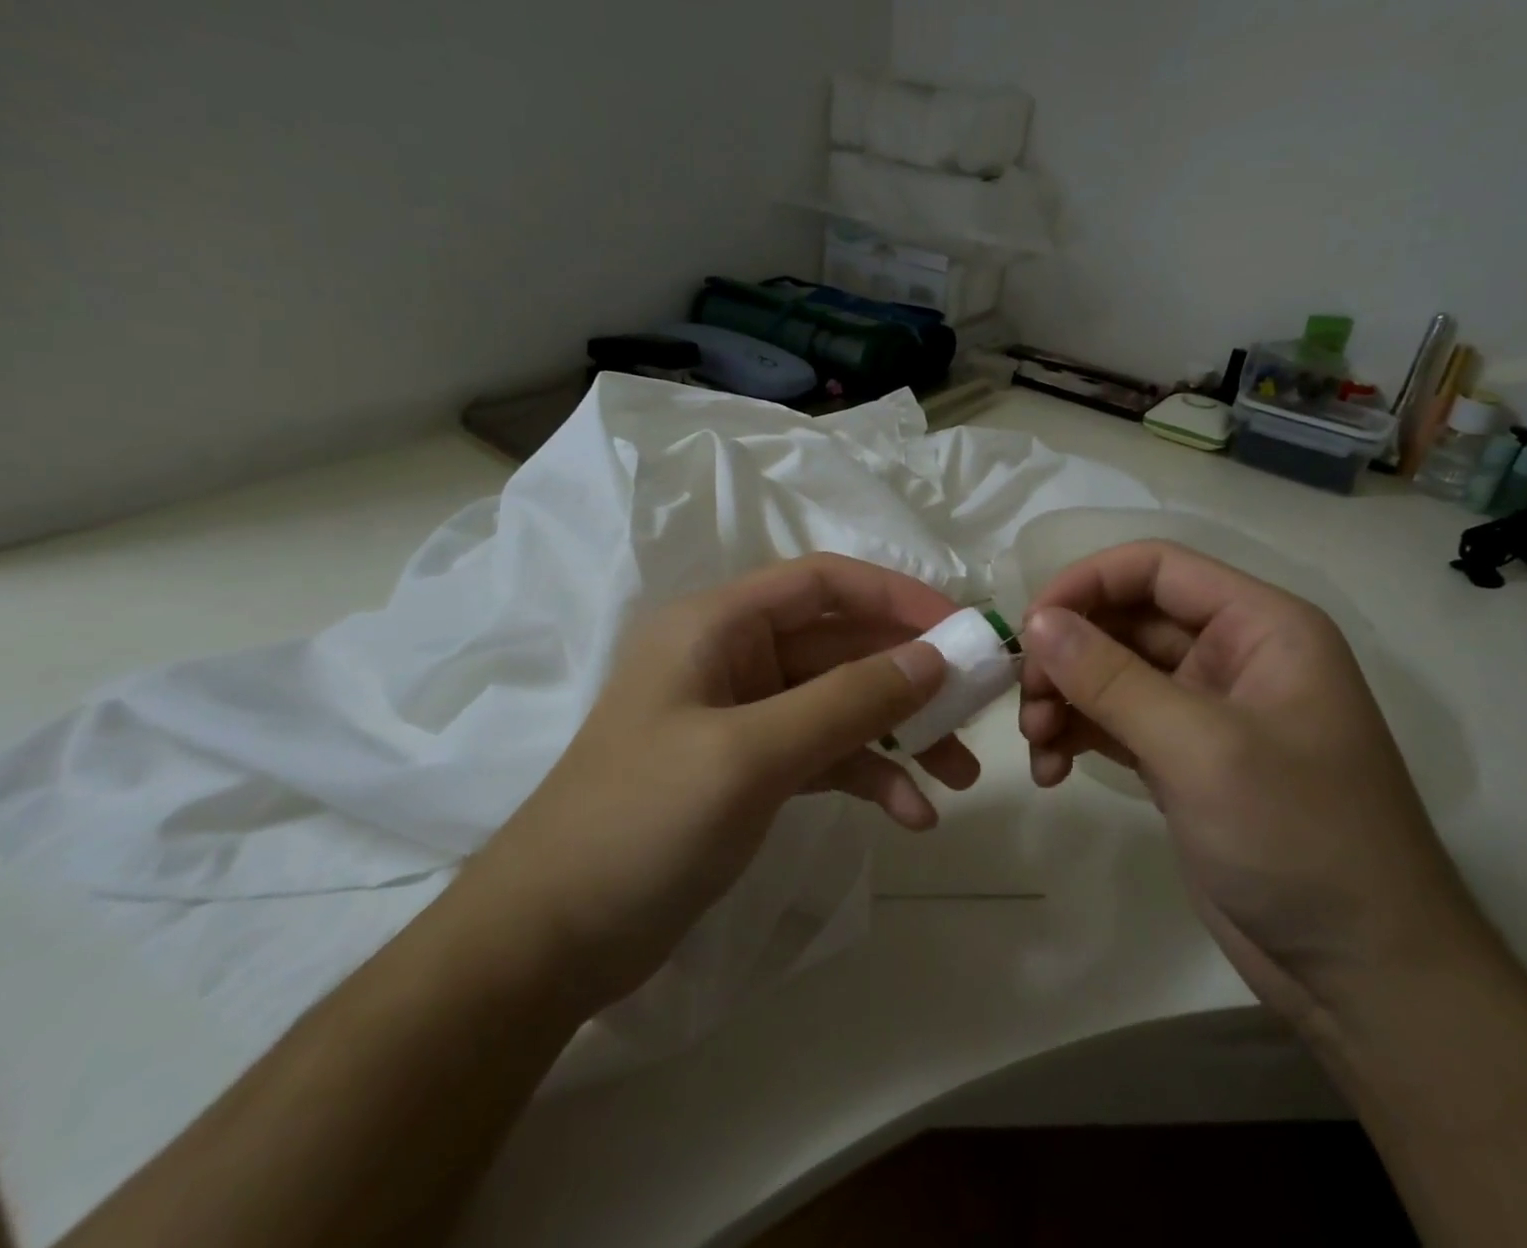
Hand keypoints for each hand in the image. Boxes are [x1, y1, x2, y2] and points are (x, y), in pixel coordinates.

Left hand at [460, 555, 979, 1009]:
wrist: (548, 942)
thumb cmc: (640, 824)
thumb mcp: (751, 754)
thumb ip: (848, 701)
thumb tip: (935, 658)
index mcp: (718, 625)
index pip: (824, 583)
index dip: (896, 595)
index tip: (961, 628)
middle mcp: (733, 657)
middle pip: (842, 644)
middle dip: (911, 677)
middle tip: (977, 709)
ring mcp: (744, 716)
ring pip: (842, 703)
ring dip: (900, 734)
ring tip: (960, 776)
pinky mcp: (752, 769)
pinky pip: (826, 754)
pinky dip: (870, 776)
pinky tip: (912, 816)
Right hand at [1019, 541, 1488, 1027]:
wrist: (1363, 977)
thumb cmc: (1299, 839)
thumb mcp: (1200, 748)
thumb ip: (1111, 677)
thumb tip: (1035, 620)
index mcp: (1260, 626)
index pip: (1156, 567)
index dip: (1087, 583)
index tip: (1030, 627)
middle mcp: (1232, 655)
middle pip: (1126, 619)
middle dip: (1068, 654)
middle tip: (1025, 702)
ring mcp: (1206, 710)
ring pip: (1112, 672)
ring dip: (1065, 698)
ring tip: (1034, 744)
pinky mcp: (1183, 759)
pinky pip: (1114, 722)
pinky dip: (1077, 737)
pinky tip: (1051, 771)